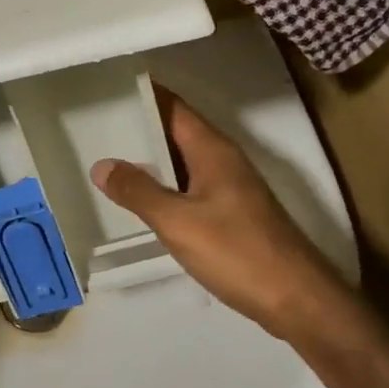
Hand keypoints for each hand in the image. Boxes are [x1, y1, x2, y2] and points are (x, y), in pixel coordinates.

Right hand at [90, 87, 352, 344]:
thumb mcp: (178, 221)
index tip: (106, 89)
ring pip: (183, 163)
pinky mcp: (232, 215)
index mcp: (213, 150)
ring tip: (108, 159)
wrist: (294, 298)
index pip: (174, 108)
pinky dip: (165, 188)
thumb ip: (139, 192)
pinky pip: (190, 189)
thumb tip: (102, 164)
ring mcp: (231, 189)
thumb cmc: (236, 251)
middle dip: (140, 128)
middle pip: (177, 132)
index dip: (143, 96)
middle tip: (94, 126)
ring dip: (151, 160)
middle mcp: (224, 161)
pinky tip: (142, 202)